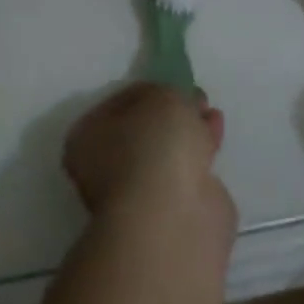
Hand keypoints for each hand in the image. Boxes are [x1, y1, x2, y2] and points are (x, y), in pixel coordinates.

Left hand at [62, 83, 233, 233]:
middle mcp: (104, 169)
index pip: (120, 102)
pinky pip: (185, 176)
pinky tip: (215, 143)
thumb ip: (172, 94)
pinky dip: (200, 159)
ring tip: (212, 116)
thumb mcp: (164, 97)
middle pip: (143, 131)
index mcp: (87, 137)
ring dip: (188, 134)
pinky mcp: (167, 218)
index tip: (173, 83)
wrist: (171, 220)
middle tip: (197, 99)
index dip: (149, 89)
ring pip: (165, 155)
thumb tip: (185, 102)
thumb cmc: (153, 146)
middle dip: (171, 114)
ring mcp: (136, 197)